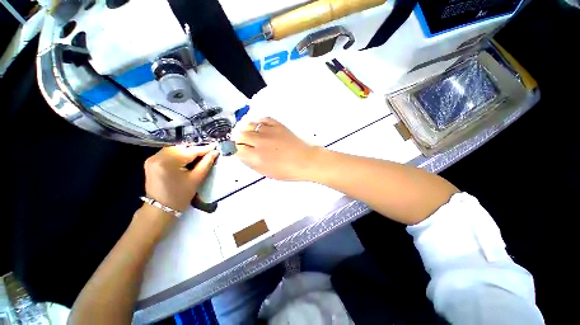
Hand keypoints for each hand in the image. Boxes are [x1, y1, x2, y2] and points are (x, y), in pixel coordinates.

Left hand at [144, 145, 218, 211]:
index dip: (204, 148)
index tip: (215, 146)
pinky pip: (169, 153)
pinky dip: (179, 154)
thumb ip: (206, 163)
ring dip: (188, 151)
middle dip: (196, 149)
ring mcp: (152, 158)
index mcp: (169, 162)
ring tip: (199, 155)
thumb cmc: (180, 195)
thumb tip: (215, 152)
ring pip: (175, 149)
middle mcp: (158, 156)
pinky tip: (187, 158)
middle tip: (208, 152)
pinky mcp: (151, 161)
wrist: (160, 208)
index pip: (191, 151)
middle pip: (182, 148)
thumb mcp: (196, 179)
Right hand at [235, 117, 320, 180]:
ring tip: (249, 133)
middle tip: (242, 141)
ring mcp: (269, 132)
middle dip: (238, 138)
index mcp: (256, 157)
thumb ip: (252, 164)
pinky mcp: (277, 125)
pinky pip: (263, 119)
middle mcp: (259, 143)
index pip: (236, 149)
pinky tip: (260, 127)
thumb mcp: (267, 173)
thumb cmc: (288, 171)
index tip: (237, 150)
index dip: (234, 149)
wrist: (305, 161)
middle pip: (240, 135)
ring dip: (246, 129)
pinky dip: (258, 122)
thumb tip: (242, 156)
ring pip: (249, 124)